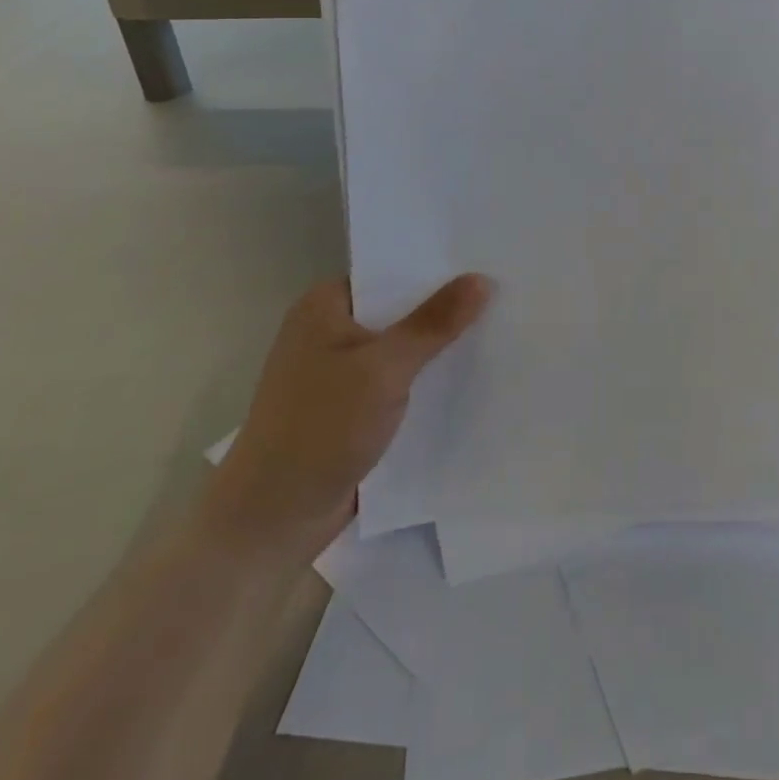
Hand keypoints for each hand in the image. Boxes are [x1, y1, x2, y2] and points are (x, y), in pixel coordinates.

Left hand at [202, 275, 490, 559]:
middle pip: (400, 307)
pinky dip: (428, 378)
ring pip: (403, 346)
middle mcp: (330, 330)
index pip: (391, 270)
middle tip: (507, 290)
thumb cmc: (319, 429)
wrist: (271, 521)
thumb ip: (434, 322)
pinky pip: (400, 379)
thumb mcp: (383, 369)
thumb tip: (482, 279)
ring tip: (502, 326)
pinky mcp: (353, 407)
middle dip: (446, 306)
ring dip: (440, 346)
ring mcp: (341, 371)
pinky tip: (473, 375)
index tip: (487, 258)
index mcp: (325, 305)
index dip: (437, 265)